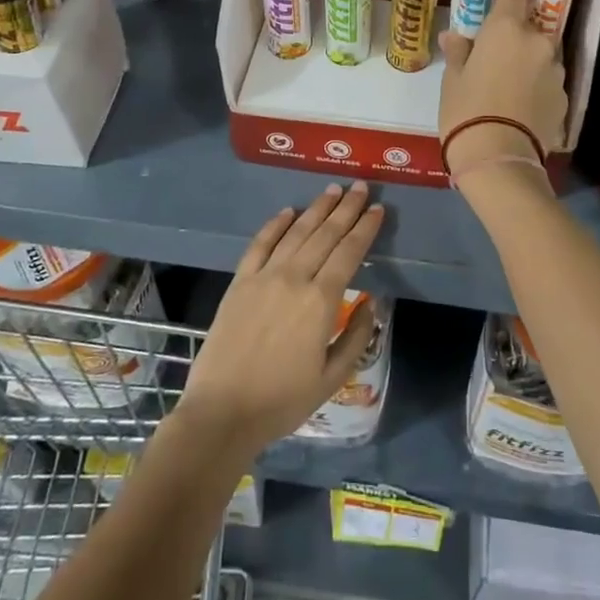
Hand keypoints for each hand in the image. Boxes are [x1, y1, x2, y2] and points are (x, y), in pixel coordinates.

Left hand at [177, 183, 382, 457]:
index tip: (378, 209)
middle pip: (325, 234)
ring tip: (332, 190)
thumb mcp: (332, 378)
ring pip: (296, 232)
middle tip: (361, 187)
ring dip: (316, 209)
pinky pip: (260, 244)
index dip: (365, 228)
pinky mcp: (240, 282)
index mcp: (321, 301)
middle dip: (346, 208)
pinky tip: (288, 212)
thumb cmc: (282, 401)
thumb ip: (356, 337)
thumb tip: (370, 303)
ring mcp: (264, 277)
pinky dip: (276, 224)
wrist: (222, 412)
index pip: (349, 252)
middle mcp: (294, 278)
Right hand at [439, 0, 567, 182]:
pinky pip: (549, 82)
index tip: (492, 15)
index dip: (504, 0)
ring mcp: (556, 70)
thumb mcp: (452, 80)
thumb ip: (458, 52)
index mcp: (507, 28)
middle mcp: (538, 41)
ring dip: (529, 63)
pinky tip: (521, 108)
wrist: (499, 159)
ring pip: (542, 55)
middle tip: (494, 59)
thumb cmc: (467, 111)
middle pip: (530, 27)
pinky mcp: (565, 98)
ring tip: (509, 88)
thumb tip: (453, 37)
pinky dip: (538, 88)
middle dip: (515, 37)